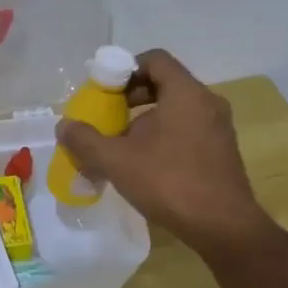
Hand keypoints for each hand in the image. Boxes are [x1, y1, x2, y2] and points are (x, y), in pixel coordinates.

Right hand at [55, 49, 273, 255]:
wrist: (223, 226)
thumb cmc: (170, 182)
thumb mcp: (117, 160)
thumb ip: (86, 140)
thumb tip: (64, 126)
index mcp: (186, 93)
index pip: (155, 60)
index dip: (125, 69)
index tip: (104, 91)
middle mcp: (207, 103)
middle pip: (165, 84)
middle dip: (132, 98)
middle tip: (109, 119)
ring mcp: (219, 128)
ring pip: (177, 110)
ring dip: (147, 122)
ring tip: (123, 148)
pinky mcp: (223, 152)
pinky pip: (189, 131)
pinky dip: (165, 138)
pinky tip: (147, 167)